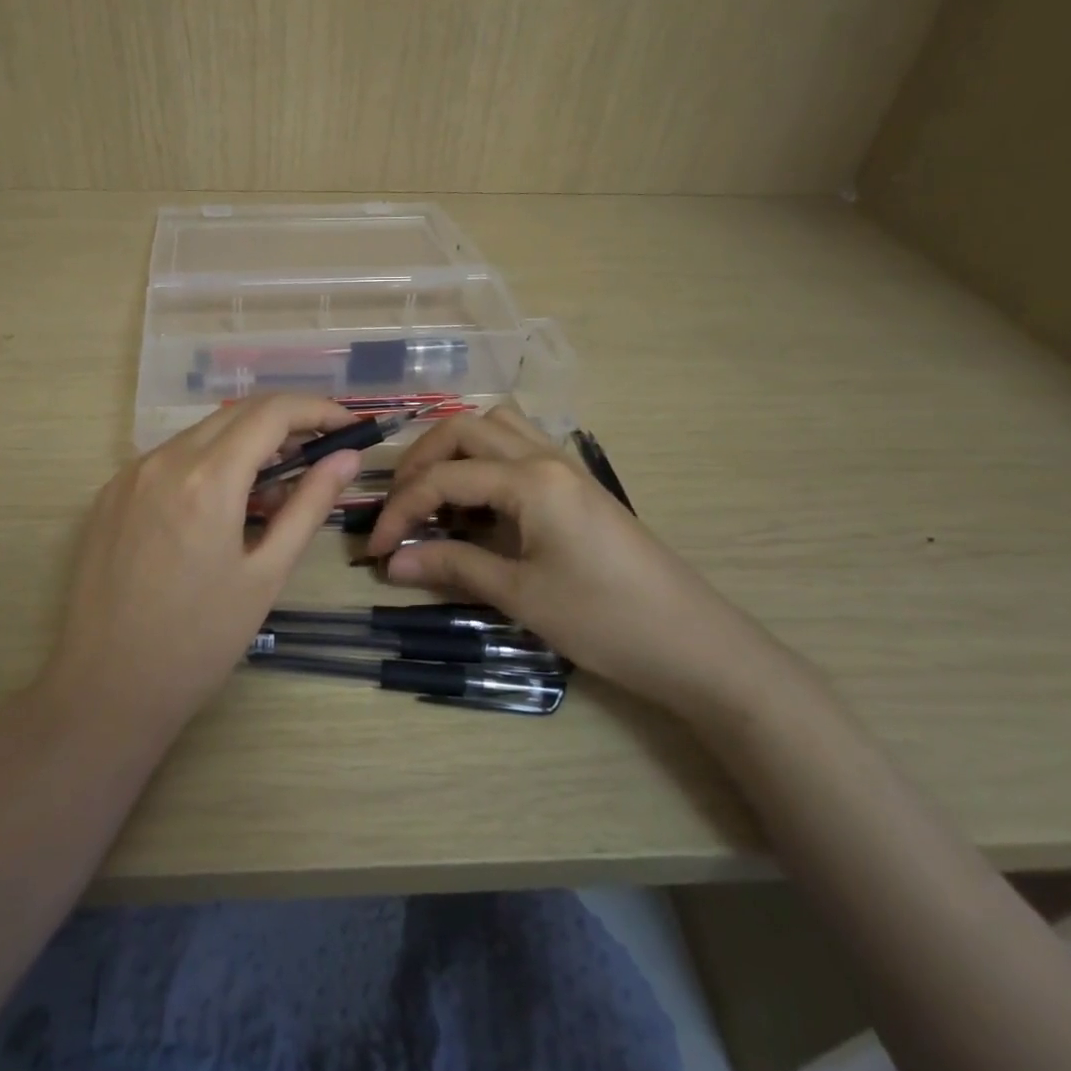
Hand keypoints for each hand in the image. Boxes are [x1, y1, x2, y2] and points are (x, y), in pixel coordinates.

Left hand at [43, 395, 362, 735]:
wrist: (106, 687)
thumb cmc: (199, 641)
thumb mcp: (266, 575)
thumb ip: (308, 506)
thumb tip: (347, 458)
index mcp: (206, 478)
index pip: (272, 413)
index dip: (317, 410)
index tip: (347, 426)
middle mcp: (163, 460)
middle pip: (237, 414)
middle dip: (287, 423)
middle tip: (320, 455)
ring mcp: (130, 474)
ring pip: (203, 433)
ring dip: (246, 444)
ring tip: (274, 488)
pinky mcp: (110, 493)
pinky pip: (171, 458)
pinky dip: (208, 463)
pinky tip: (222, 504)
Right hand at [365, 406, 784, 718]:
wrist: (695, 644)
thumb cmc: (605, 620)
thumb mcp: (521, 595)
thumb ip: (452, 567)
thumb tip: (392, 562)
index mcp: (531, 479)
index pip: (444, 478)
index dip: (401, 509)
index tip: (375, 548)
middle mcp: (546, 456)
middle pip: (465, 429)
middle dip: (421, 460)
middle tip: (400, 504)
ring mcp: (566, 466)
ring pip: (496, 426)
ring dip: (455, 450)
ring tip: (436, 494)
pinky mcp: (578, 485)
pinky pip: (520, 447)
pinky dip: (486, 460)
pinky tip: (479, 502)